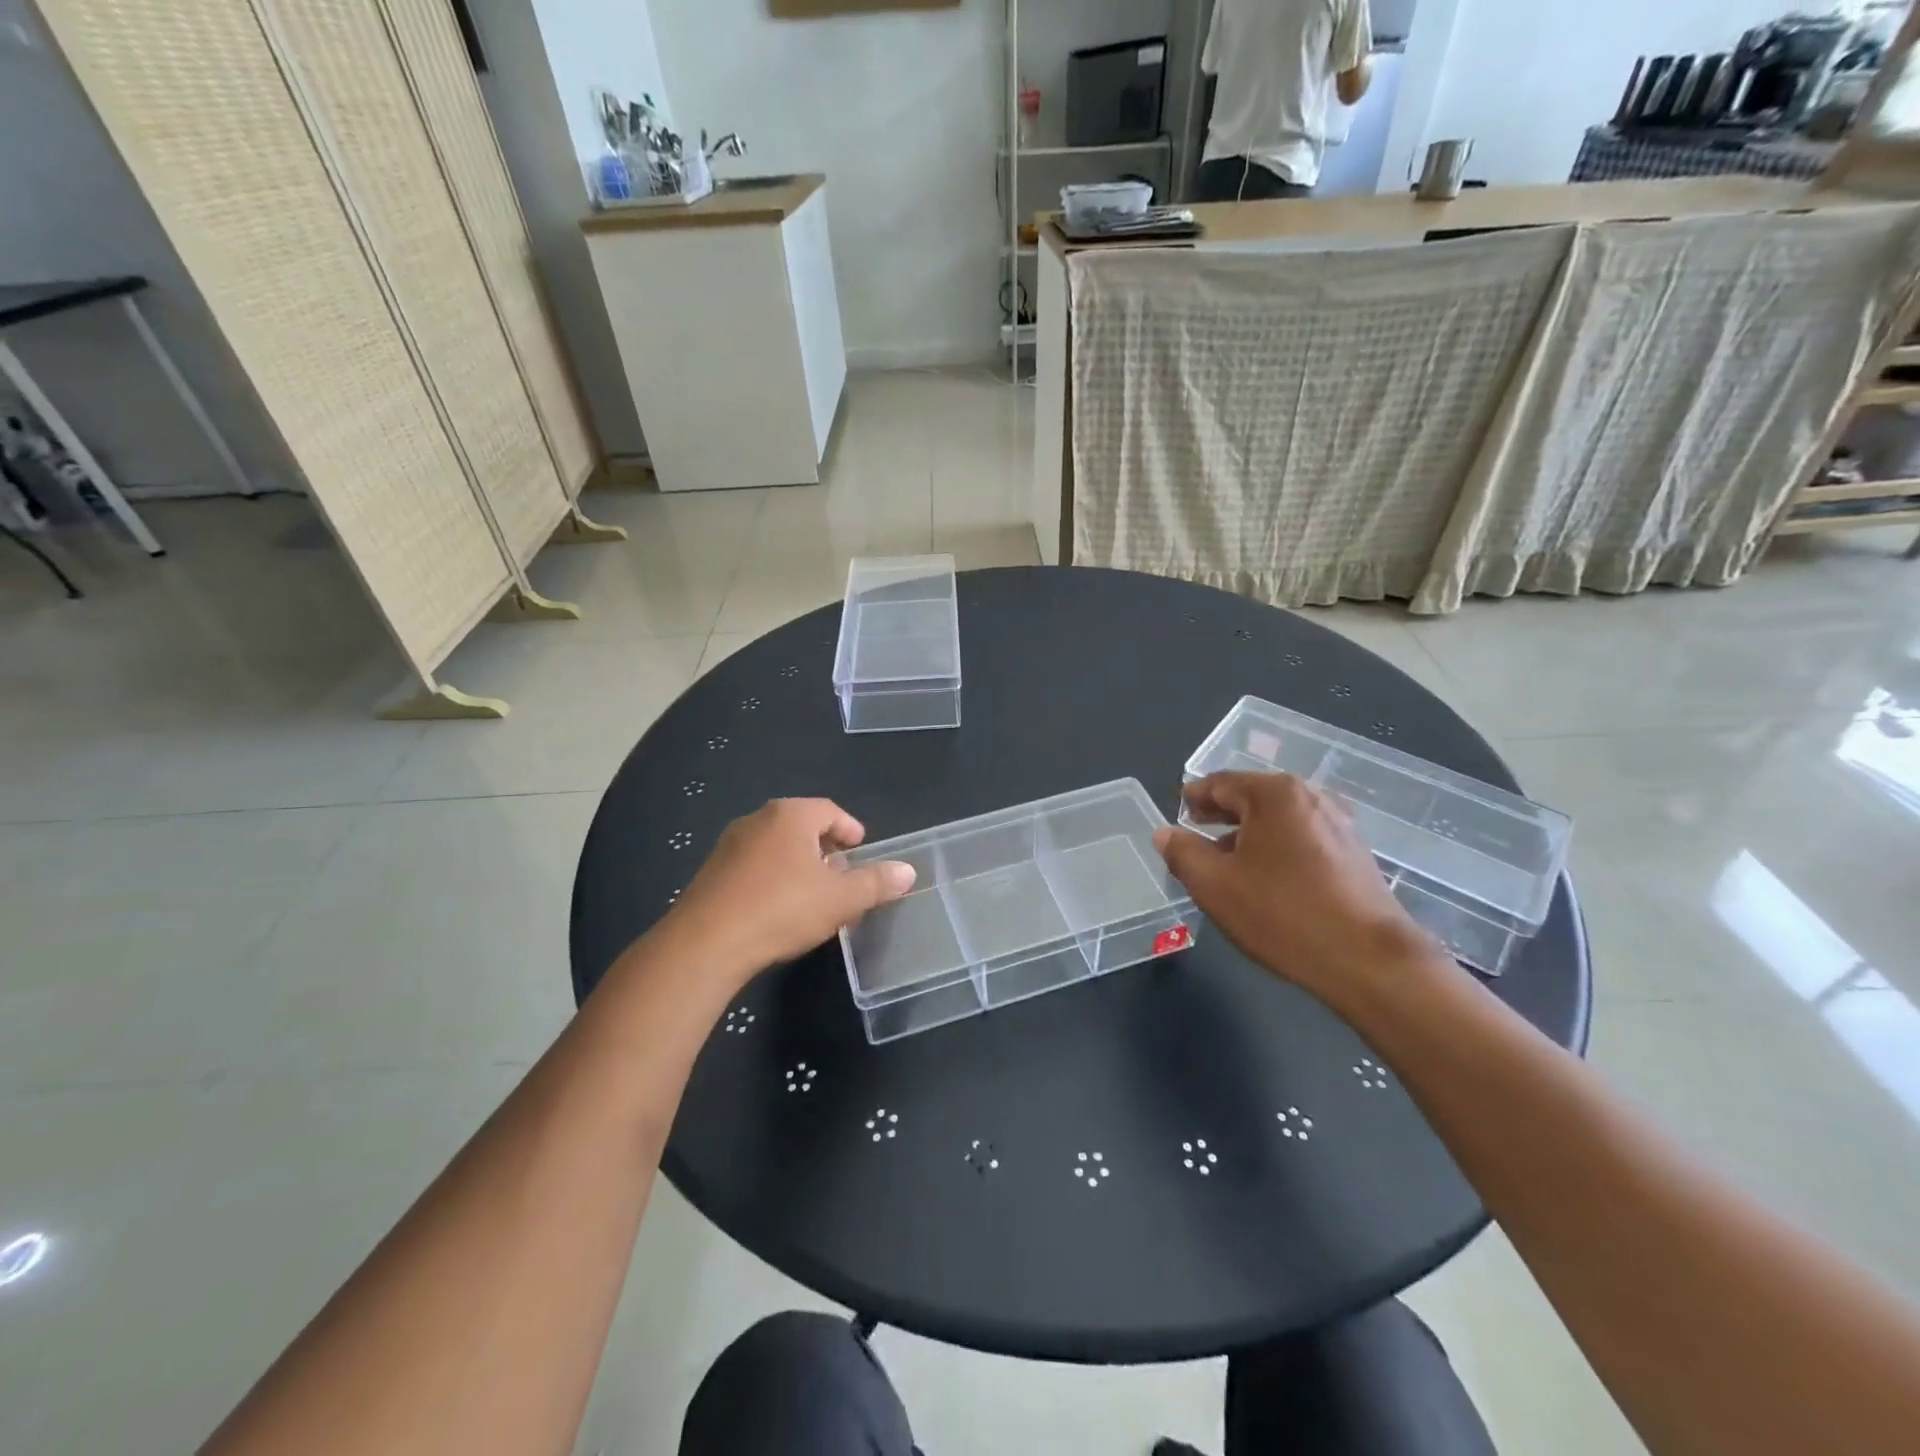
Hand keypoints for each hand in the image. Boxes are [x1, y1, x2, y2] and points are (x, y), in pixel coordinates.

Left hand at [663, 798, 915, 985]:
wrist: (705, 944)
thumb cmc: (781, 910)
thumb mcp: (840, 899)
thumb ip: (876, 883)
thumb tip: (908, 871)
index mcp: (791, 815)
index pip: (831, 811)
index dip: (851, 829)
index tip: (861, 850)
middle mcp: (758, 819)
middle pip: (802, 826)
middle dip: (826, 848)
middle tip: (842, 874)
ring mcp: (730, 844)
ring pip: (776, 846)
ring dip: (799, 864)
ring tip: (814, 893)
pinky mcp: (711, 871)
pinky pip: (754, 865)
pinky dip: (773, 877)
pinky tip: (779, 908)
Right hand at [1153, 773, 1451, 1009]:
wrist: (1369, 961)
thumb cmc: (1283, 915)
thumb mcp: (1215, 885)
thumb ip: (1182, 853)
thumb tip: (1165, 834)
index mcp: (1274, 794)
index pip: (1219, 783)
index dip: (1192, 800)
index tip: (1177, 818)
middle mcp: (1310, 798)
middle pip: (1251, 798)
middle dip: (1220, 818)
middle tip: (1195, 840)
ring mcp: (1338, 825)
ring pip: (1277, 821)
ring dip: (1248, 837)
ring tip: (1228, 867)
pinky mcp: (1355, 854)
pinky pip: (1302, 840)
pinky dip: (1277, 851)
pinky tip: (1267, 883)